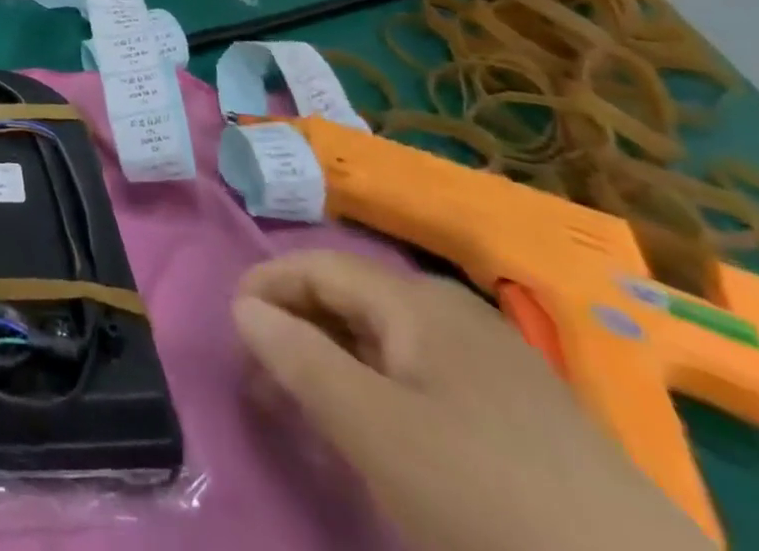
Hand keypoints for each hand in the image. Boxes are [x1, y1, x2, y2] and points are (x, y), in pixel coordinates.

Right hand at [233, 253, 711, 550]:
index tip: (232, 330)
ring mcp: (496, 358)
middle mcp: (454, 310)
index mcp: (418, 299)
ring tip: (313, 403)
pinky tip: (385, 430)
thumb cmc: (484, 494)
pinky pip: (426, 372)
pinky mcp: (526, 410)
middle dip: (299, 325)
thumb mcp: (371, 427)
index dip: (266, 287)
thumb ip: (296, 357)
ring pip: (388, 336)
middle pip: (352, 296)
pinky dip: (382, 385)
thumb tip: (244, 307)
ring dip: (337, 357)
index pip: (318, 265)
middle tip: (265, 375)